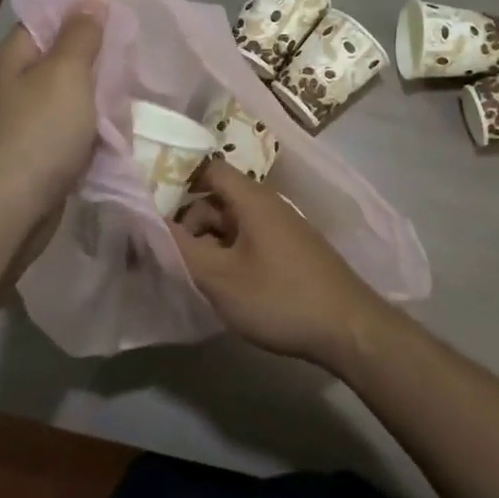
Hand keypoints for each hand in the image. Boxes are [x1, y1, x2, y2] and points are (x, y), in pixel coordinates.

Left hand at [0, 0, 104, 249]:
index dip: (83, 14)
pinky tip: (113, 136)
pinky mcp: (33, 157)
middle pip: (61, 59)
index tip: (122, 18)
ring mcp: (21, 124)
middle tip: (133, 62)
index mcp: (14, 58)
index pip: (48, 19)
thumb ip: (82, 35)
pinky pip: (68, 132)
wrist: (6, 216)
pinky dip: (90, 132)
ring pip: (69, 98)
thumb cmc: (38, 136)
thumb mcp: (66, 76)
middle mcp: (13, 86)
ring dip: (98, 100)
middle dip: (97, 61)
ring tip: (129, 100)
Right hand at [170, 160, 391, 367]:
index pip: (209, 169)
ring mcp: (283, 227)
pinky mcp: (292, 250)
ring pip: (233, 223)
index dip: (178, 181)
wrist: (348, 328)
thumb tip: (150, 221)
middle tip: (172, 257)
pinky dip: (230, 254)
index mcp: (252, 199)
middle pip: (218, 198)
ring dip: (210, 243)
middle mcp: (269, 204)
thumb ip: (181, 248)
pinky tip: (225, 285)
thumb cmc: (279, 297)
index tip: (153, 208)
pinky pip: (251, 240)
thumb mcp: (221, 277)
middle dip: (191, 223)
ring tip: (195, 277)